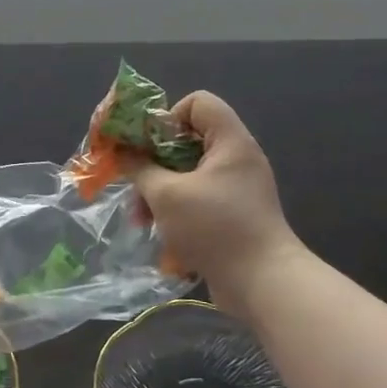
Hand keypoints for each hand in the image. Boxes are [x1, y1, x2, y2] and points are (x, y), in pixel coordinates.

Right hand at [125, 92, 300, 286]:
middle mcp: (236, 159)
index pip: (198, 103)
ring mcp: (236, 189)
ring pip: (187, 174)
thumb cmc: (214, 227)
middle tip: (134, 183)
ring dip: (159, 191)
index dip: (168, 117)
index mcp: (229, 142)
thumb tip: (123, 153)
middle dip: (153, 162)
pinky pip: (197, 199)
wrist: (263, 284)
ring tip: (140, 219)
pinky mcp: (233, 216)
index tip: (148, 145)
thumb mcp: (166, 195)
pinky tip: (159, 233)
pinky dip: (176, 211)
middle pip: (187, 140)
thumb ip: (139, 168)